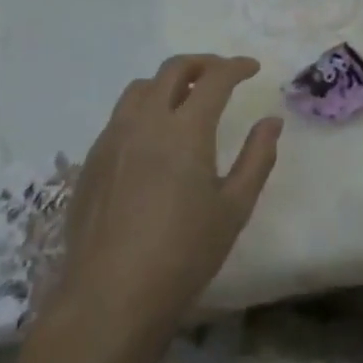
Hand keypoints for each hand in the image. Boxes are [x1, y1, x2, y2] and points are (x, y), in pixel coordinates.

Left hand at [51, 55, 280, 362]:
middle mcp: (145, 122)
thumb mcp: (234, 208)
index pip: (214, 78)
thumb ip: (257, 158)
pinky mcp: (91, 161)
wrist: (109, 299)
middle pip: (172, 70)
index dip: (236, 66)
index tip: (253, 68)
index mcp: (185, 130)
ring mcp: (112, 139)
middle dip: (202, 63)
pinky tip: (153, 137)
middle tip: (221, 75)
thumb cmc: (183, 255)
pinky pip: (119, 116)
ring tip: (185, 99)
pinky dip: (143, 109)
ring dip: (168, 83)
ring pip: (139, 88)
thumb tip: (271, 122)